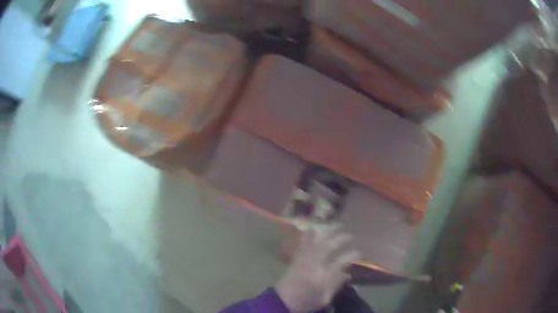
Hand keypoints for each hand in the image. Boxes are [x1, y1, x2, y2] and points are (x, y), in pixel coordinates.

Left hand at [275, 225, 359, 312]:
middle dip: (339, 240)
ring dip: (326, 233)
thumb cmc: (306, 301)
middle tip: (349, 235)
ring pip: (316, 242)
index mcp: (322, 276)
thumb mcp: (324, 297)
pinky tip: (313, 228)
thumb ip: (336, 284)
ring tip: (335, 225)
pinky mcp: (295, 259)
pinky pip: (303, 245)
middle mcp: (313, 265)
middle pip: (327, 248)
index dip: (350, 256)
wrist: (283, 302)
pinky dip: (308, 235)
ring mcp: (303, 260)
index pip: (340, 262)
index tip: (359, 252)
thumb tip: (348, 274)